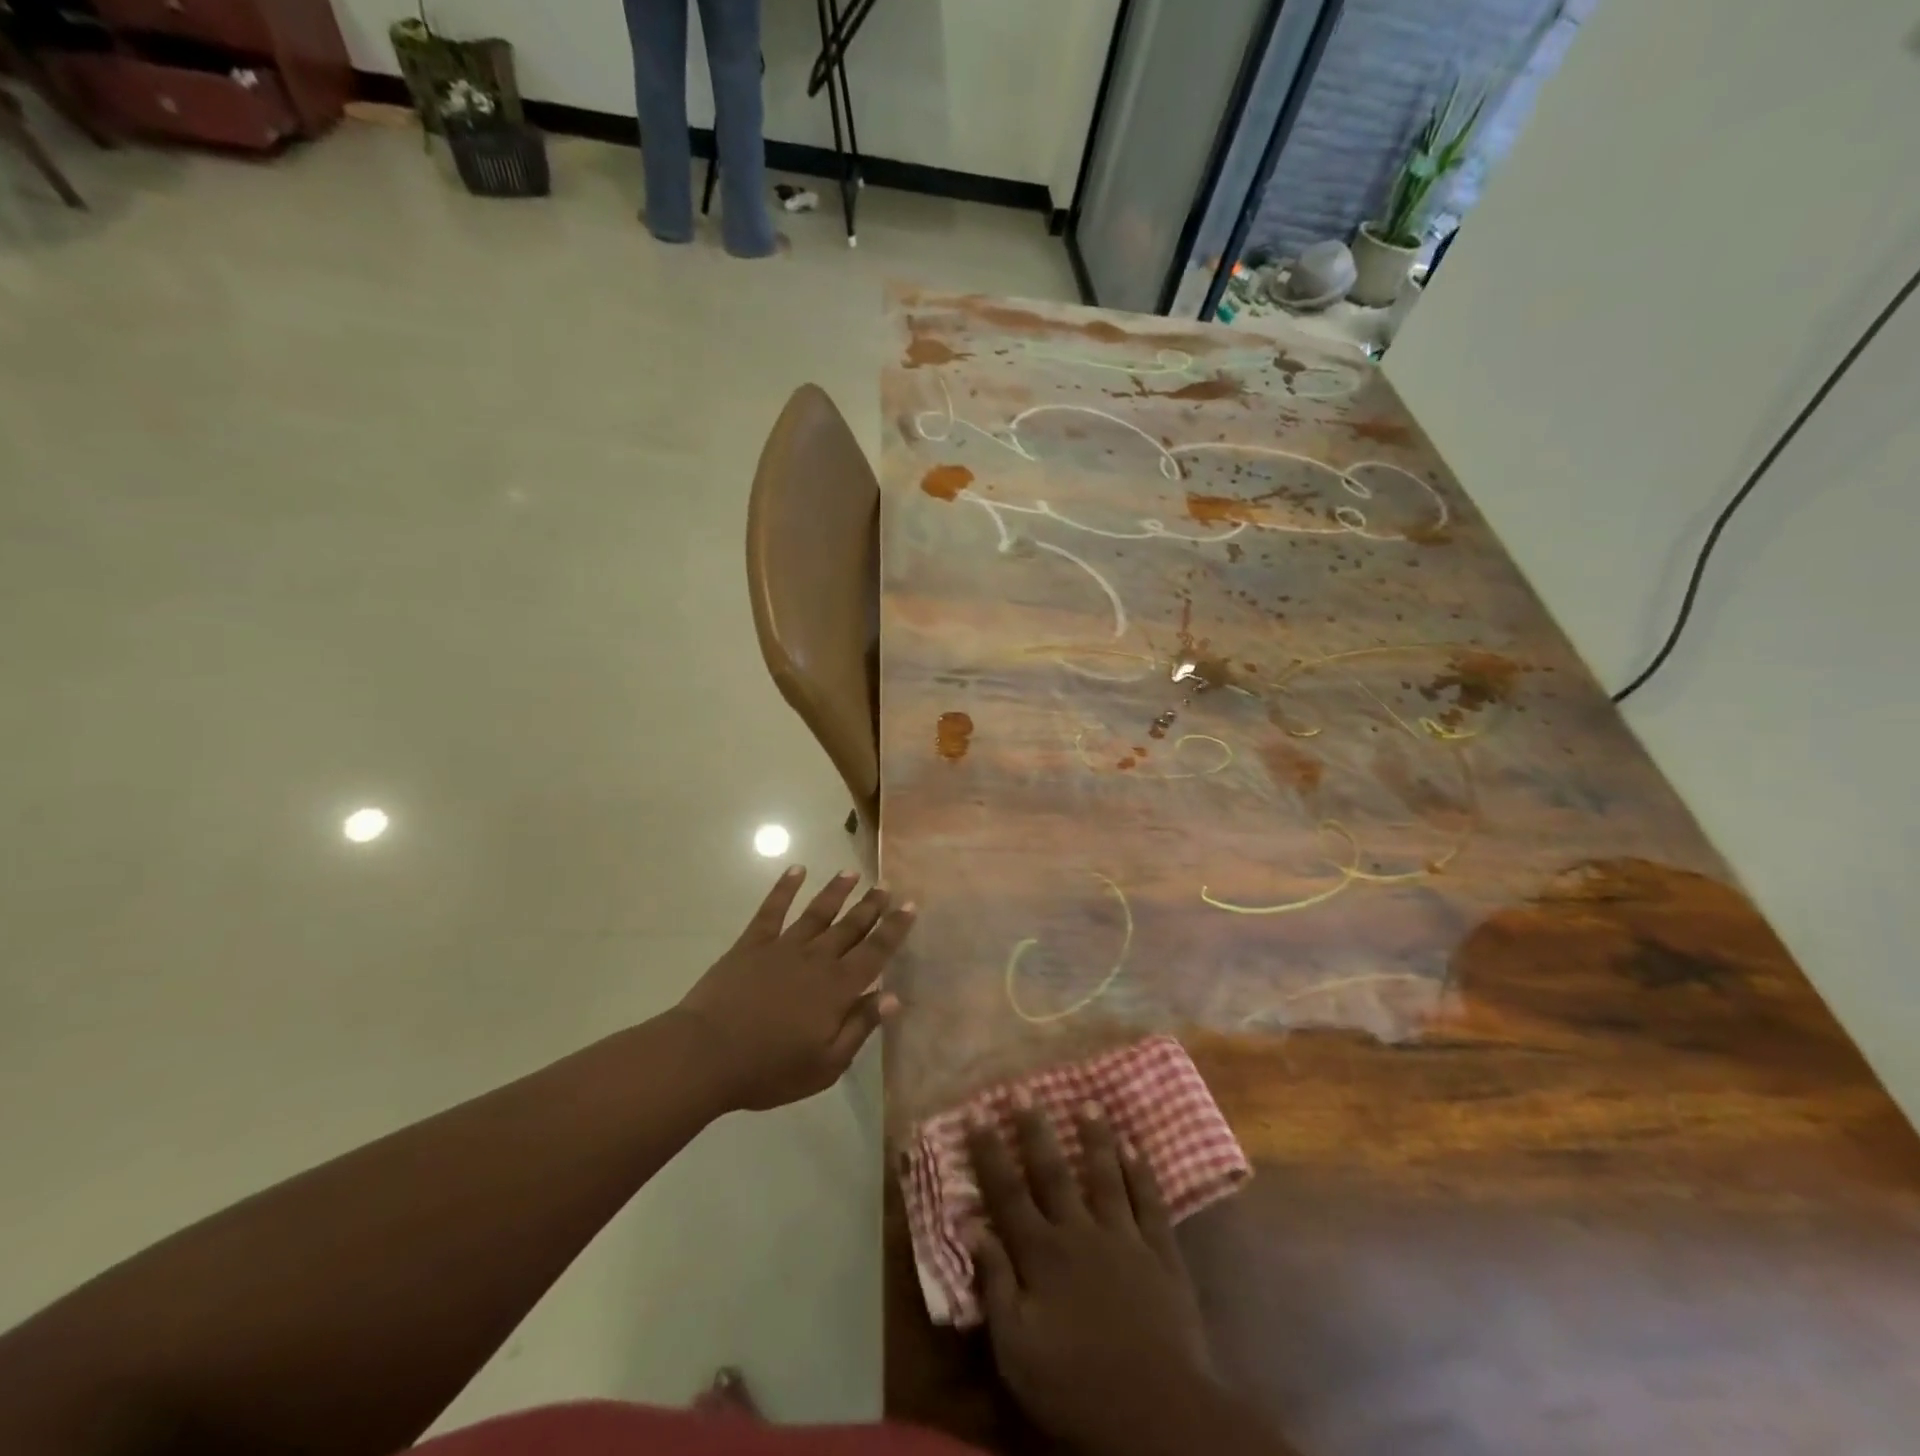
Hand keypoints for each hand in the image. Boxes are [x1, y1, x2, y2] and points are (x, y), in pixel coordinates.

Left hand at [675, 866, 915, 1111]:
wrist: (706, 1055)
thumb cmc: (769, 1069)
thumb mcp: (826, 1064)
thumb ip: (860, 1027)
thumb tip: (893, 996)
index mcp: (838, 988)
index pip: (875, 952)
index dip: (894, 929)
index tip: (910, 906)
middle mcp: (816, 959)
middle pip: (850, 927)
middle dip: (871, 906)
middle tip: (886, 885)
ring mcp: (783, 947)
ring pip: (817, 912)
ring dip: (836, 891)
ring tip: (851, 873)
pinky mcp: (752, 944)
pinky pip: (772, 910)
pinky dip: (785, 888)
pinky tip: (796, 870)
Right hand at [968, 1103, 1217, 1455]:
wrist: (1159, 1414)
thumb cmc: (1077, 1386)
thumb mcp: (1017, 1350)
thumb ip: (995, 1284)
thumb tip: (971, 1226)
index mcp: (1042, 1255)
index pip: (1007, 1193)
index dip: (989, 1152)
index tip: (977, 1113)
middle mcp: (1080, 1233)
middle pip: (1052, 1172)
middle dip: (1035, 1130)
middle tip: (1024, 1090)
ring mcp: (1124, 1238)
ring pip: (1105, 1176)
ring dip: (1095, 1139)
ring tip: (1088, 1103)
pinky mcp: (1161, 1254)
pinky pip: (1149, 1202)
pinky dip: (1141, 1173)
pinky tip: (1135, 1147)